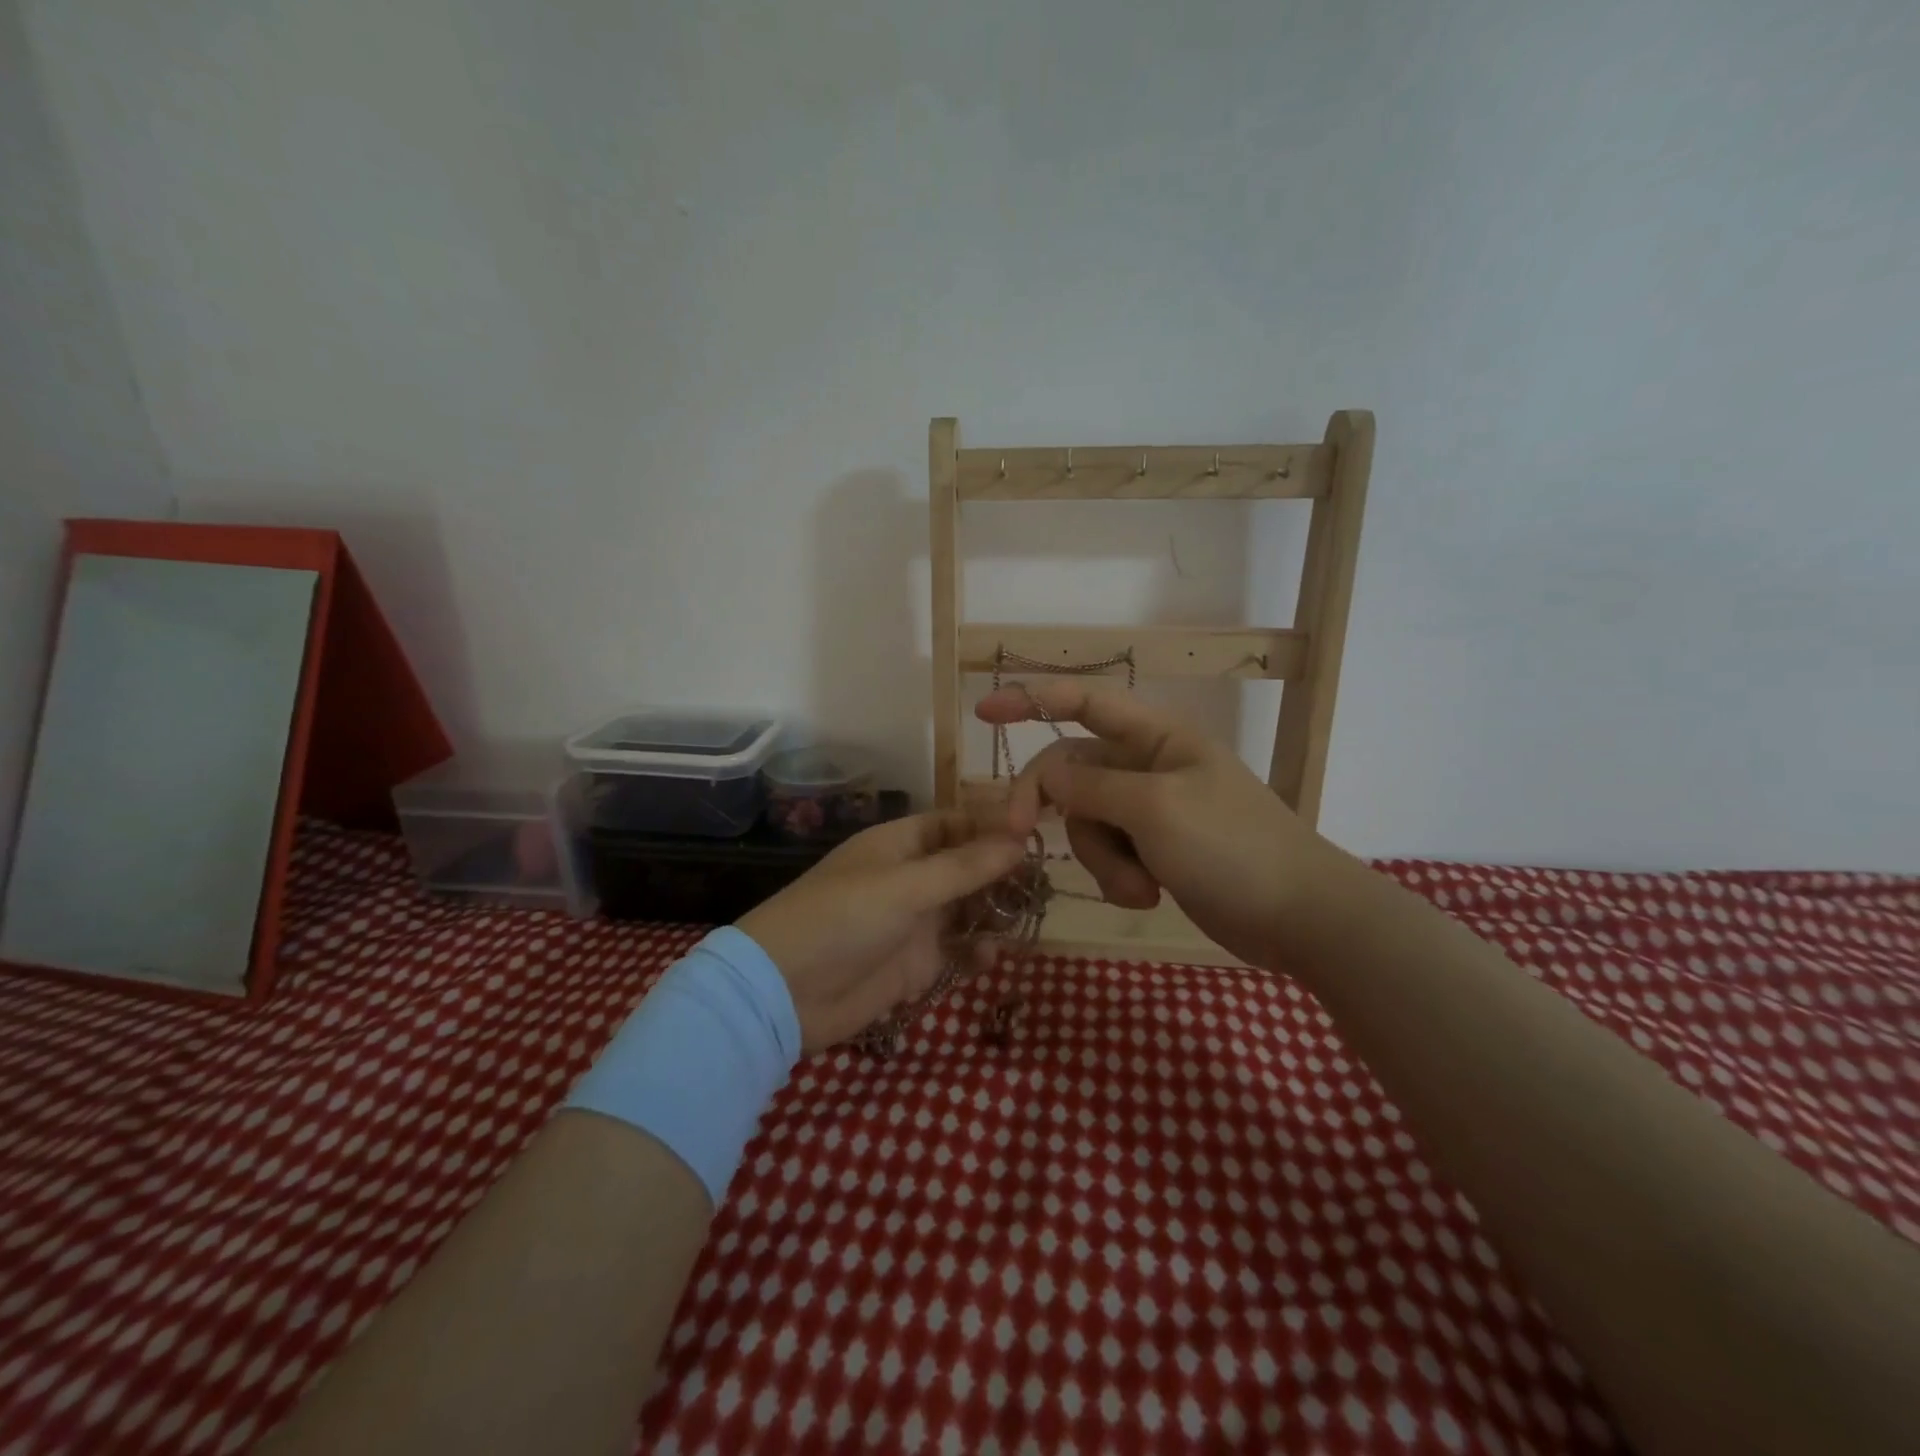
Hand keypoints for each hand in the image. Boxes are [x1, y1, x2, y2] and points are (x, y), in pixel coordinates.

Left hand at [737, 812, 1025, 1053]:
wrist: (785, 993)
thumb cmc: (843, 919)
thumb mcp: (906, 886)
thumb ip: (965, 867)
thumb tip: (1019, 841)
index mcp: (900, 844)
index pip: (955, 824)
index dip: (992, 826)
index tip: (1036, 834)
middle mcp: (910, 878)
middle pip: (967, 867)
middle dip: (1002, 874)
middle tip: (1044, 884)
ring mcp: (913, 922)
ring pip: (967, 910)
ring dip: (994, 913)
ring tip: (1027, 919)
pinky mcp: (914, 964)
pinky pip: (957, 952)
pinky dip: (976, 953)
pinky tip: (990, 958)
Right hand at [976, 683, 1352, 968]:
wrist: (1299, 916)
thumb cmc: (1232, 847)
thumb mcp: (1155, 809)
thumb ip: (1092, 787)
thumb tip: (1046, 776)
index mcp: (1156, 738)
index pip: (1085, 702)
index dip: (1033, 699)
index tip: (984, 711)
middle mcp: (1148, 768)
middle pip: (1072, 773)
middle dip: (1050, 805)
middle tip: (1015, 834)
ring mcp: (1151, 812)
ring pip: (1087, 822)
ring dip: (1101, 858)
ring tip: (1140, 887)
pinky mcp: (1155, 851)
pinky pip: (1111, 855)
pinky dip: (1119, 878)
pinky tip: (1150, 898)